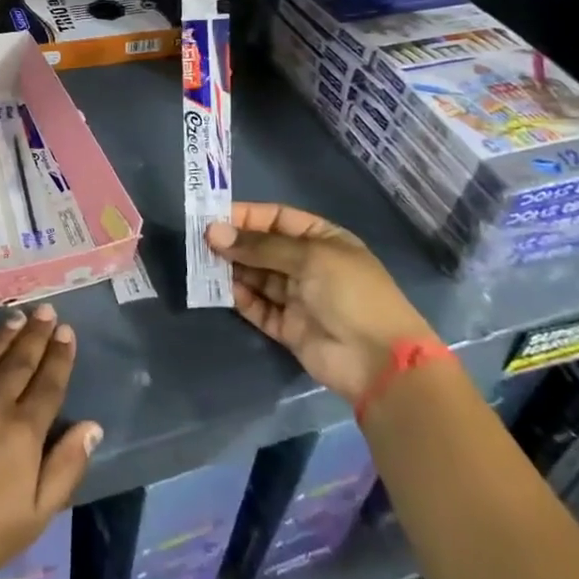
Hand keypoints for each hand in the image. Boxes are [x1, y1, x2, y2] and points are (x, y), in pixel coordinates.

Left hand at [0, 303, 101, 578]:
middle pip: (20, 361)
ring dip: (5, 334)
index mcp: (23, 432)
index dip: (59, 356)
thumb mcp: (34, 516)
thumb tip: (92, 426)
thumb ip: (65, 468)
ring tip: (18, 316)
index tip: (66, 331)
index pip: (48, 384)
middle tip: (46, 309)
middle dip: (36, 334)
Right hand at [206, 203, 436, 403]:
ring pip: (255, 276)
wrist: (379, 361)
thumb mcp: (309, 257)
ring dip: (231, 269)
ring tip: (202, 263)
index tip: (211, 217)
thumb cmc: (350, 293)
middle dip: (233, 243)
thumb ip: (259, 246)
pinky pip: (257, 306)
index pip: (276, 219)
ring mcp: (297, 297)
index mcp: (321, 240)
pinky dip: (239, 297)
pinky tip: (221, 290)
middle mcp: (307, 265)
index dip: (245, 216)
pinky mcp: (287, 326)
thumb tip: (213, 233)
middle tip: (199, 241)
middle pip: (262, 247)